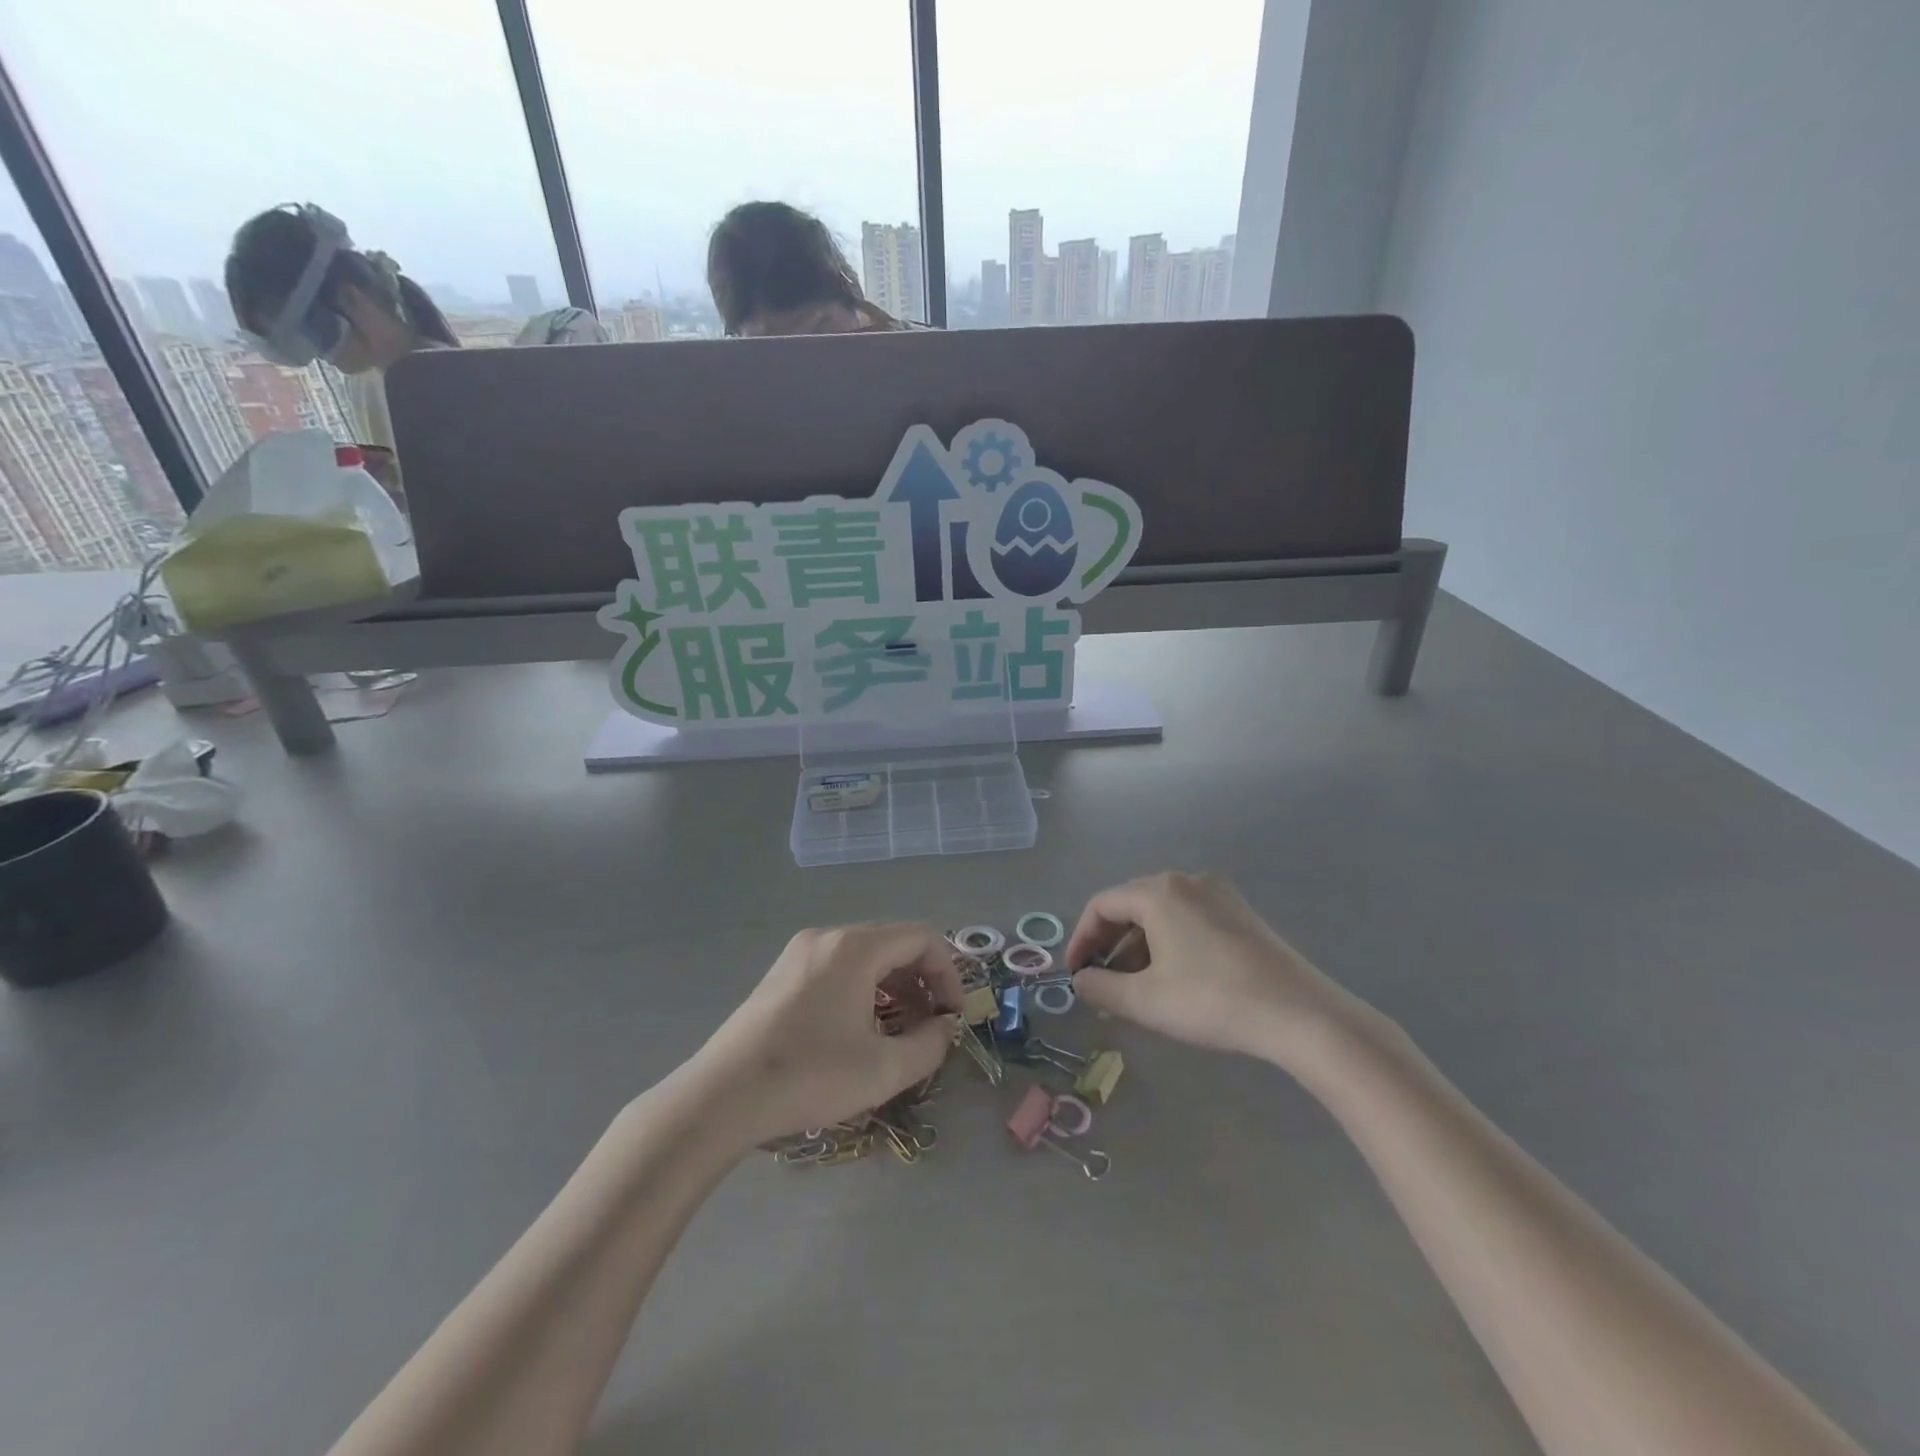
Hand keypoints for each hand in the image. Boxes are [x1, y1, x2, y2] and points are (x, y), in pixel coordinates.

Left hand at [696, 923, 961, 1148]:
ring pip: (866, 956)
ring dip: (893, 988)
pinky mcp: (782, 973)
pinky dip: (863, 989)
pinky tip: (860, 1030)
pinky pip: (838, 967)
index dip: (948, 974)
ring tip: (899, 1032)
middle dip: (922, 982)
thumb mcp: (882, 1069)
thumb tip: (945, 1027)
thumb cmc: (809, 1076)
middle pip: (894, 944)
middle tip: (931, 1027)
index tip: (953, 1016)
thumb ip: (929, 1045)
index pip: (922, 938)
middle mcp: (828, 937)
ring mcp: (800, 952)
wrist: (722, 1096)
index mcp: (855, 947)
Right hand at [1066, 871, 1374, 1070]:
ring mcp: (1219, 894)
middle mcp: (1187, 881)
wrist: (1301, 1014)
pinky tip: (1173, 980)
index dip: (1080, 940)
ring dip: (1139, 948)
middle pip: (1131, 906)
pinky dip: (1168, 945)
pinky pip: (1189, 920)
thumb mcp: (1146, 1001)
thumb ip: (1100, 988)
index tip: (1075, 975)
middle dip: (1110, 946)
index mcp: (1159, 892)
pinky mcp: (1241, 914)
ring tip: (1135, 989)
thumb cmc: (1212, 1000)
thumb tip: (1080, 981)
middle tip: (1102, 984)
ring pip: (1161, 915)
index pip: (1101, 905)